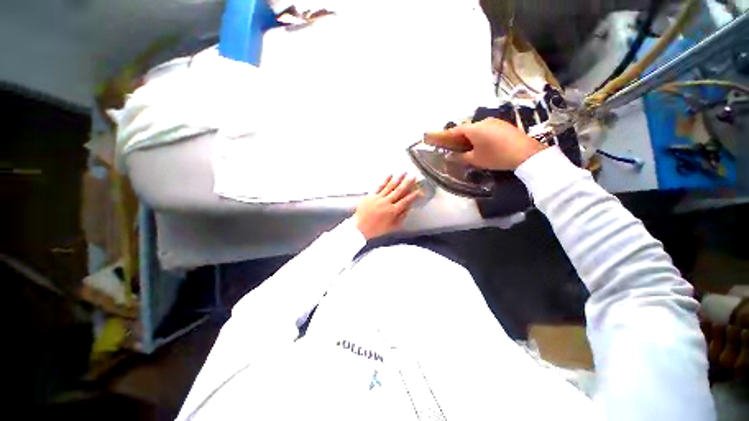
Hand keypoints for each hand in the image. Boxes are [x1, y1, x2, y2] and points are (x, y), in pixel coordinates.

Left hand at [354, 174, 420, 239]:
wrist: (359, 228)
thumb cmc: (375, 229)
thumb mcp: (391, 227)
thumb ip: (401, 218)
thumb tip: (408, 209)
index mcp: (392, 211)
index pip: (406, 201)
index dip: (413, 195)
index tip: (419, 191)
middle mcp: (386, 203)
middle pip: (399, 191)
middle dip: (407, 183)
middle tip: (413, 176)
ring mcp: (378, 198)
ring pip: (390, 186)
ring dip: (398, 179)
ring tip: (404, 172)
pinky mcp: (371, 195)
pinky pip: (379, 186)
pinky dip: (385, 180)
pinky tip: (390, 175)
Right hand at [424, 118, 544, 169]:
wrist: (526, 154)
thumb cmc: (495, 157)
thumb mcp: (475, 159)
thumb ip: (460, 157)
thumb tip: (448, 156)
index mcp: (473, 129)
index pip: (454, 131)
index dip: (443, 135)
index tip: (433, 136)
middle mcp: (482, 122)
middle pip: (465, 128)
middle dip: (456, 136)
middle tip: (451, 145)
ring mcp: (494, 122)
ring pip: (475, 129)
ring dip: (468, 136)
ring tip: (465, 146)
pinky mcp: (503, 125)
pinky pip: (485, 129)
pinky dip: (478, 136)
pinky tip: (480, 144)